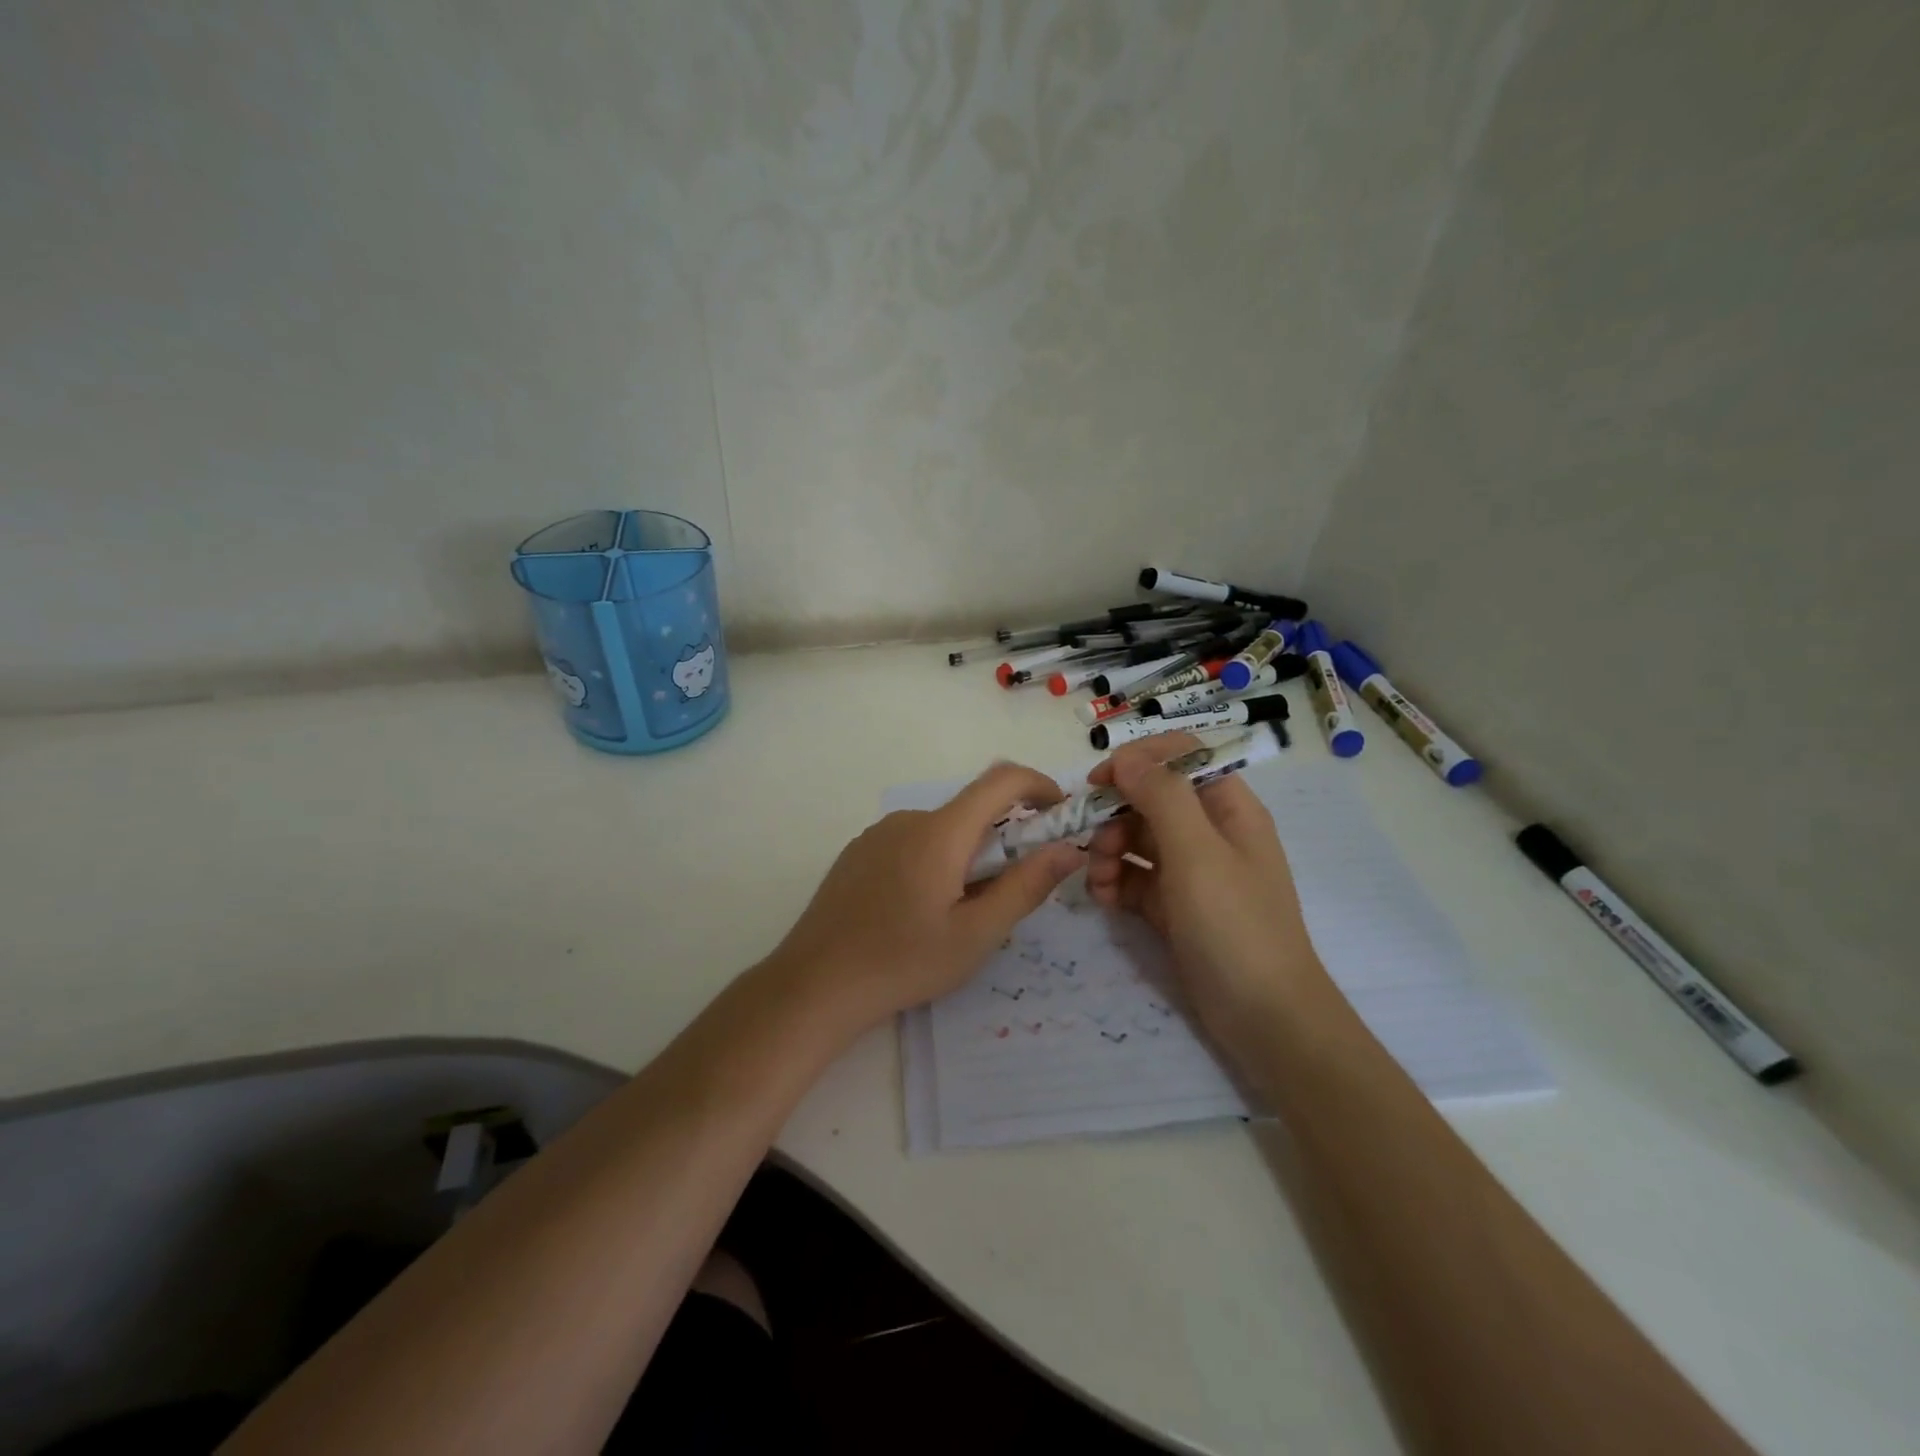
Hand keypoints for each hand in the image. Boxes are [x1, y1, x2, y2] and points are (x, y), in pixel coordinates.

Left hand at [767, 762, 1084, 1034]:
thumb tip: (1068, 850)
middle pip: (971, 810)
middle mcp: (908, 819)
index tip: (1060, 813)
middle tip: (1010, 890)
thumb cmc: (903, 962)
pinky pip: (911, 842)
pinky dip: (935, 860)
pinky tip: (920, 910)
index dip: (1039, 785)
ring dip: (967, 854)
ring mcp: (877, 834)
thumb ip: (1026, 886)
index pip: (1001, 780)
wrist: (815, 984)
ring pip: (941, 830)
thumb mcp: (976, 934)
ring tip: (961, 911)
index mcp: (940, 832)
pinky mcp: (858, 853)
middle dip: (1004, 837)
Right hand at [1084, 734, 1327, 1034]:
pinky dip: (1114, 882)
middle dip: (1115, 815)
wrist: (1264, 1017)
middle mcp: (1209, 832)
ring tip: (1096, 879)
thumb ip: (1161, 797)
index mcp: (1228, 808)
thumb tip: (1126, 757)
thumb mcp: (1197, 853)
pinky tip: (1101, 899)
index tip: (1100, 782)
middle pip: (1151, 799)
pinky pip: (1135, 878)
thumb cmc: (1235, 924)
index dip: (1139, 761)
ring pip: (1137, 839)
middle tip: (1091, 842)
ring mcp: (1191, 872)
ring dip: (1108, 850)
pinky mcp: (1174, 907)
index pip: (1180, 757)